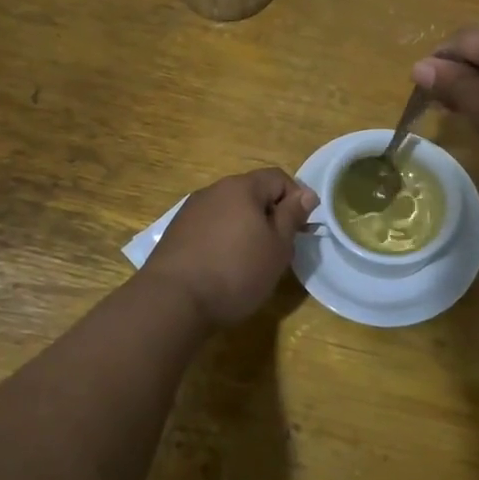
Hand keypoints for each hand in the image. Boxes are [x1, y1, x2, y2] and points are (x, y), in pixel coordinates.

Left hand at [141, 168, 319, 326]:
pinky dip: (223, 240)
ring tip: (250, 261)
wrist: (172, 301)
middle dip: (270, 215)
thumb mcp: (277, 247)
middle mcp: (214, 190)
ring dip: (245, 228)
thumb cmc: (235, 271)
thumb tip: (306, 194)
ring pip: (230, 211)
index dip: (296, 199)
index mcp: (242, 187)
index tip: (301, 229)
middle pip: (252, 193)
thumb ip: (292, 216)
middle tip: (279, 248)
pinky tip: (222, 267)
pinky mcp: (176, 233)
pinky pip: (210, 227)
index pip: (278, 178)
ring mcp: (191, 211)